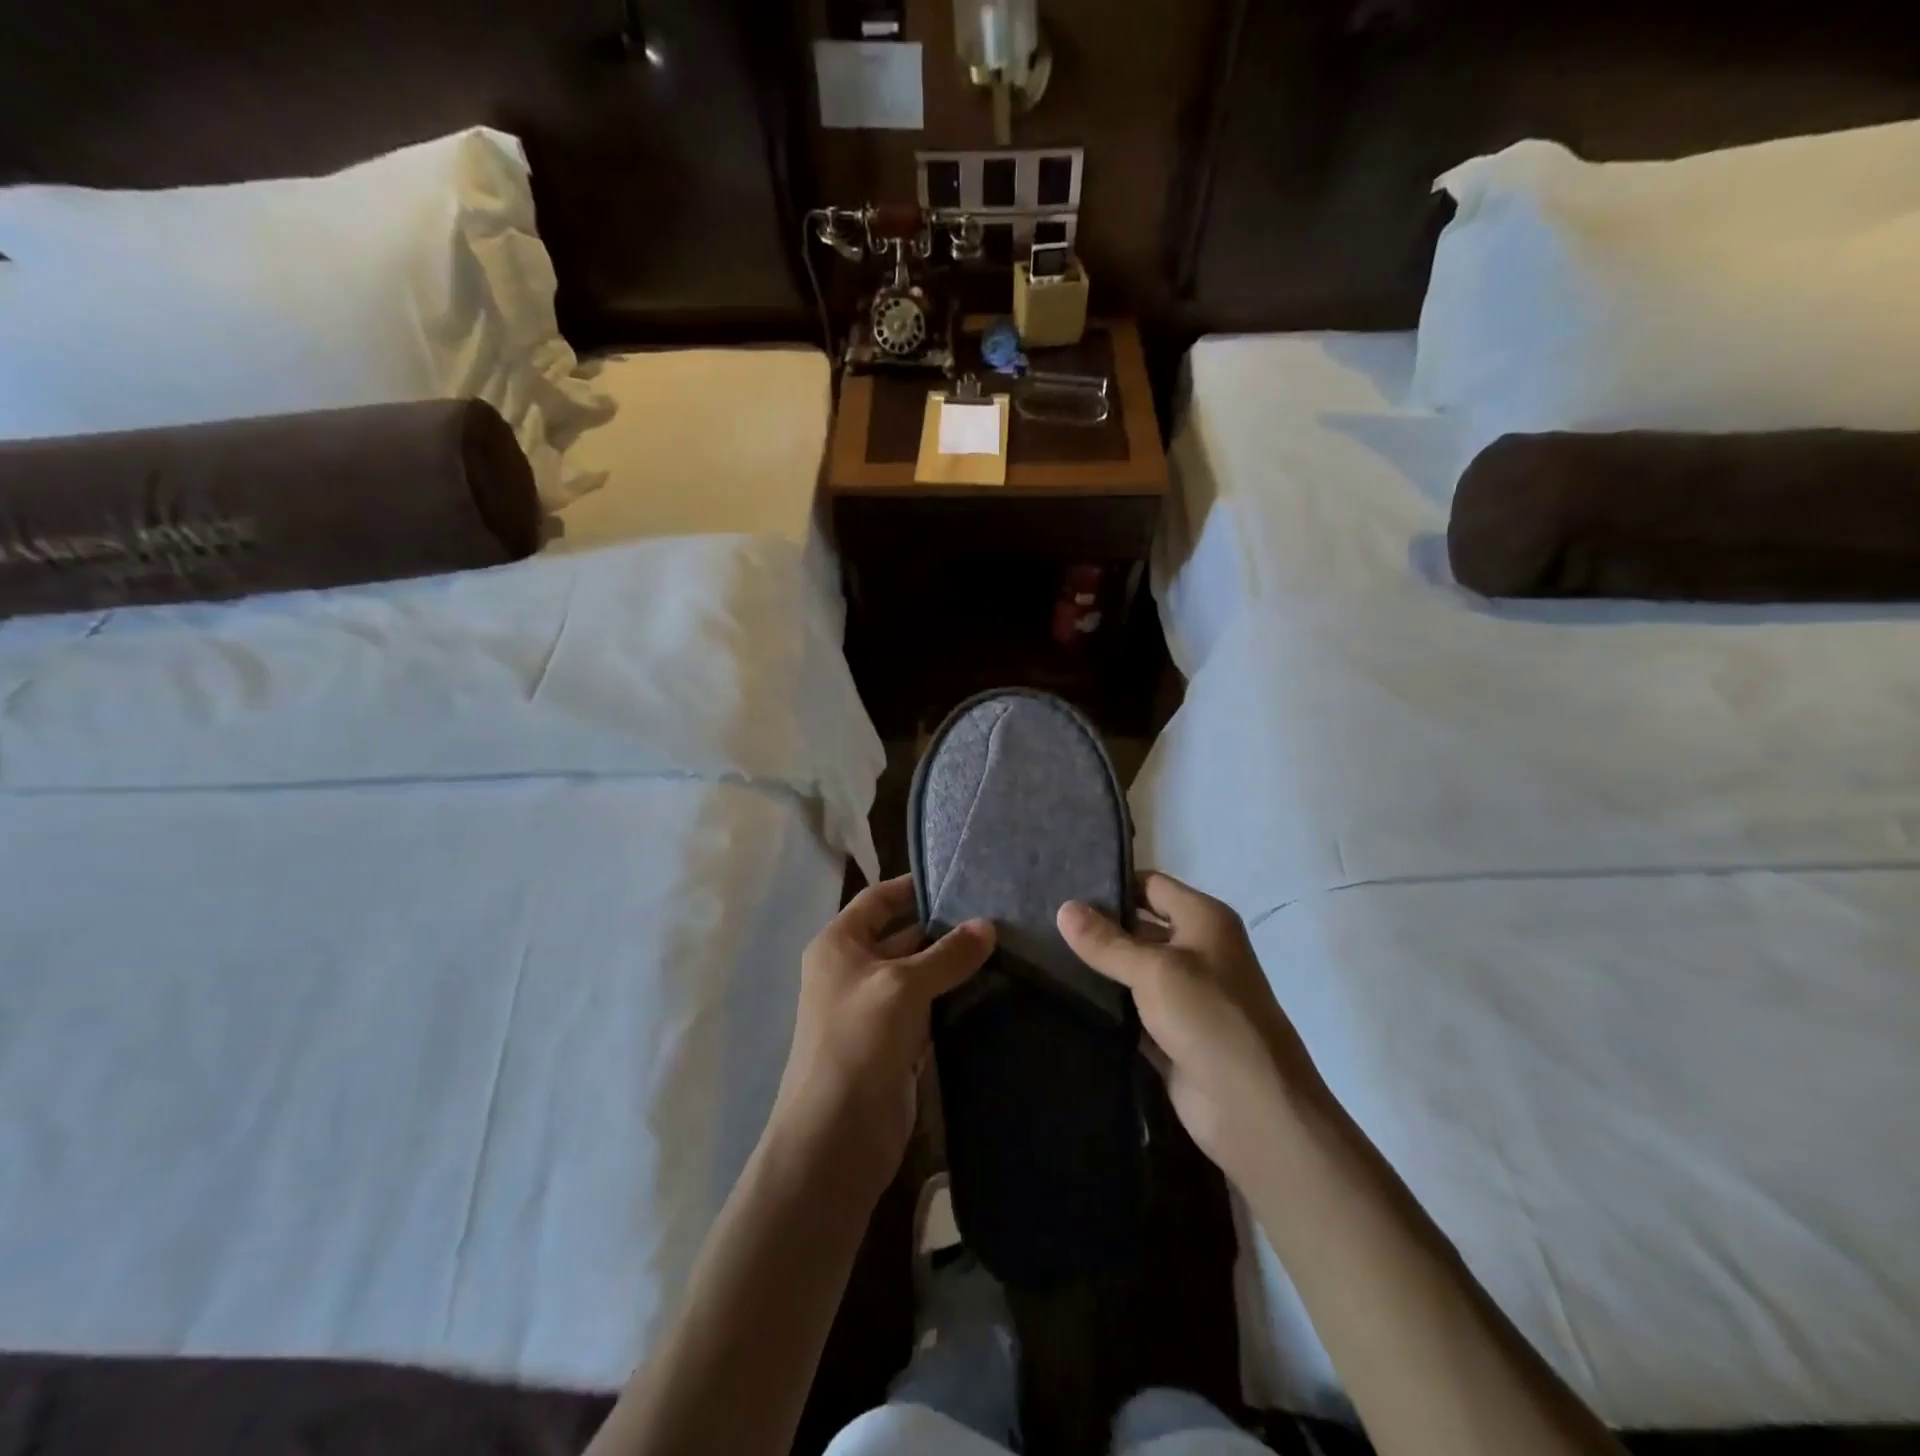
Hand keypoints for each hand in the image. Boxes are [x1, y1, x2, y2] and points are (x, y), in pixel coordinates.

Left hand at [770, 876, 993, 1195]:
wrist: (837, 1134)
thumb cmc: (860, 1039)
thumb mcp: (904, 985)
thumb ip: (947, 953)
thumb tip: (988, 925)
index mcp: (839, 944)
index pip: (878, 900)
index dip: (913, 887)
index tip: (959, 879)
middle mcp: (853, 970)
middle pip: (901, 935)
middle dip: (942, 927)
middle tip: (995, 915)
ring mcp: (873, 1008)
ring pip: (918, 974)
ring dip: (951, 965)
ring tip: (1003, 947)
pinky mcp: (894, 1043)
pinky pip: (926, 1009)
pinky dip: (952, 999)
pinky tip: (989, 989)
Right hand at [1057, 872, 1326, 1190]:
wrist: (1255, 1111)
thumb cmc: (1210, 1019)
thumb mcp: (1155, 971)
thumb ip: (1107, 942)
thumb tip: (1063, 908)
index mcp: (1204, 920)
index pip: (1150, 885)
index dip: (1111, 884)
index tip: (1061, 886)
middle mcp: (1196, 950)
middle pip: (1138, 927)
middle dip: (1097, 926)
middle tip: (1041, 922)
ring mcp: (1183, 996)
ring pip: (1131, 971)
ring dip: (1097, 969)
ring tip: (1041, 956)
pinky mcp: (1169, 1035)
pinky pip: (1130, 1011)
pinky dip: (1105, 1007)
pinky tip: (1063, 999)